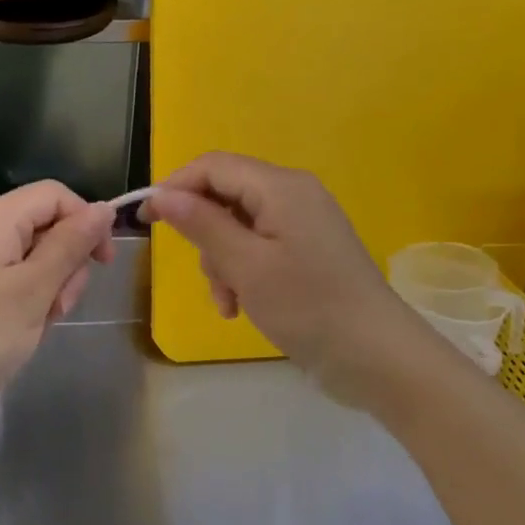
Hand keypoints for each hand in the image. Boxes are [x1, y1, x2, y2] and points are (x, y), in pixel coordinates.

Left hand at [0, 181, 114, 413]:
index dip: (86, 222)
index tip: (102, 265)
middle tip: (57, 307)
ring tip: (36, 324)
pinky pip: (13, 280)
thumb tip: (103, 208)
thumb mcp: (34, 289)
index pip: (56, 195)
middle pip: (46, 226)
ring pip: (34, 258)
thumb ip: (70, 245)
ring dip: (49, 289)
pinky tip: (20, 332)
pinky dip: (27, 302)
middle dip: (66, 264)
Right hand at [143, 153, 396, 387]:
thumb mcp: (246, 266)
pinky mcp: (307, 251)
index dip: (174, 187)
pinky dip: (241, 272)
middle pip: (224, 195)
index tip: (146, 222)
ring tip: (228, 302)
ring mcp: (303, 224)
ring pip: (237, 226)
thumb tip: (163, 195)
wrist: (378, 358)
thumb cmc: (308, 307)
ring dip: (221, 262)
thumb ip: (202, 224)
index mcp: (281, 187)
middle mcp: (293, 195)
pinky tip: (240, 306)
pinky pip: (258, 247)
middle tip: (203, 273)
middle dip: (203, 234)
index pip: (213, 166)